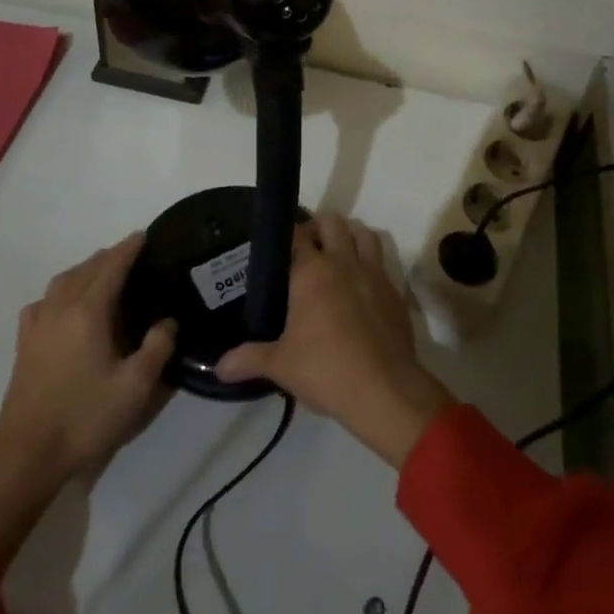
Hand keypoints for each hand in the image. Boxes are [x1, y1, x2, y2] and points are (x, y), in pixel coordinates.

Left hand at [0, 234, 175, 559]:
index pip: (111, 267)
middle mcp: (60, 308)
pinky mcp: (24, 344)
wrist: (28, 454)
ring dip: (84, 270)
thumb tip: (167, 321)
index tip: (144, 235)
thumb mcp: (136, 386)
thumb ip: (157, 347)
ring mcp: (37, 325)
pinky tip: (63, 305)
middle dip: (108, 257)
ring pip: (61, 281)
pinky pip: (43, 301)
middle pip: (85, 269)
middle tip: (131, 255)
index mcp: (88, 312)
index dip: (128, 249)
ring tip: (102, 273)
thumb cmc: (86, 417)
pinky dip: (59, 291)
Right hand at [215, 215, 453, 467]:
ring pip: (363, 234)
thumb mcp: (280, 366)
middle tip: (304, 252)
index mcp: (312, 272)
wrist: (385, 391)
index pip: (295, 234)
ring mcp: (373, 274)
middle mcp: (343, 262)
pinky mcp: (394, 292)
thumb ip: (248, 359)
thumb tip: (219, 367)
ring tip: (335, 258)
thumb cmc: (326, 370)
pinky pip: (381, 263)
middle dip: (317, 229)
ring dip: (348, 237)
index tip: (276, 247)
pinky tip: (360, 289)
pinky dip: (369, 264)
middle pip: (332, 222)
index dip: (285, 235)